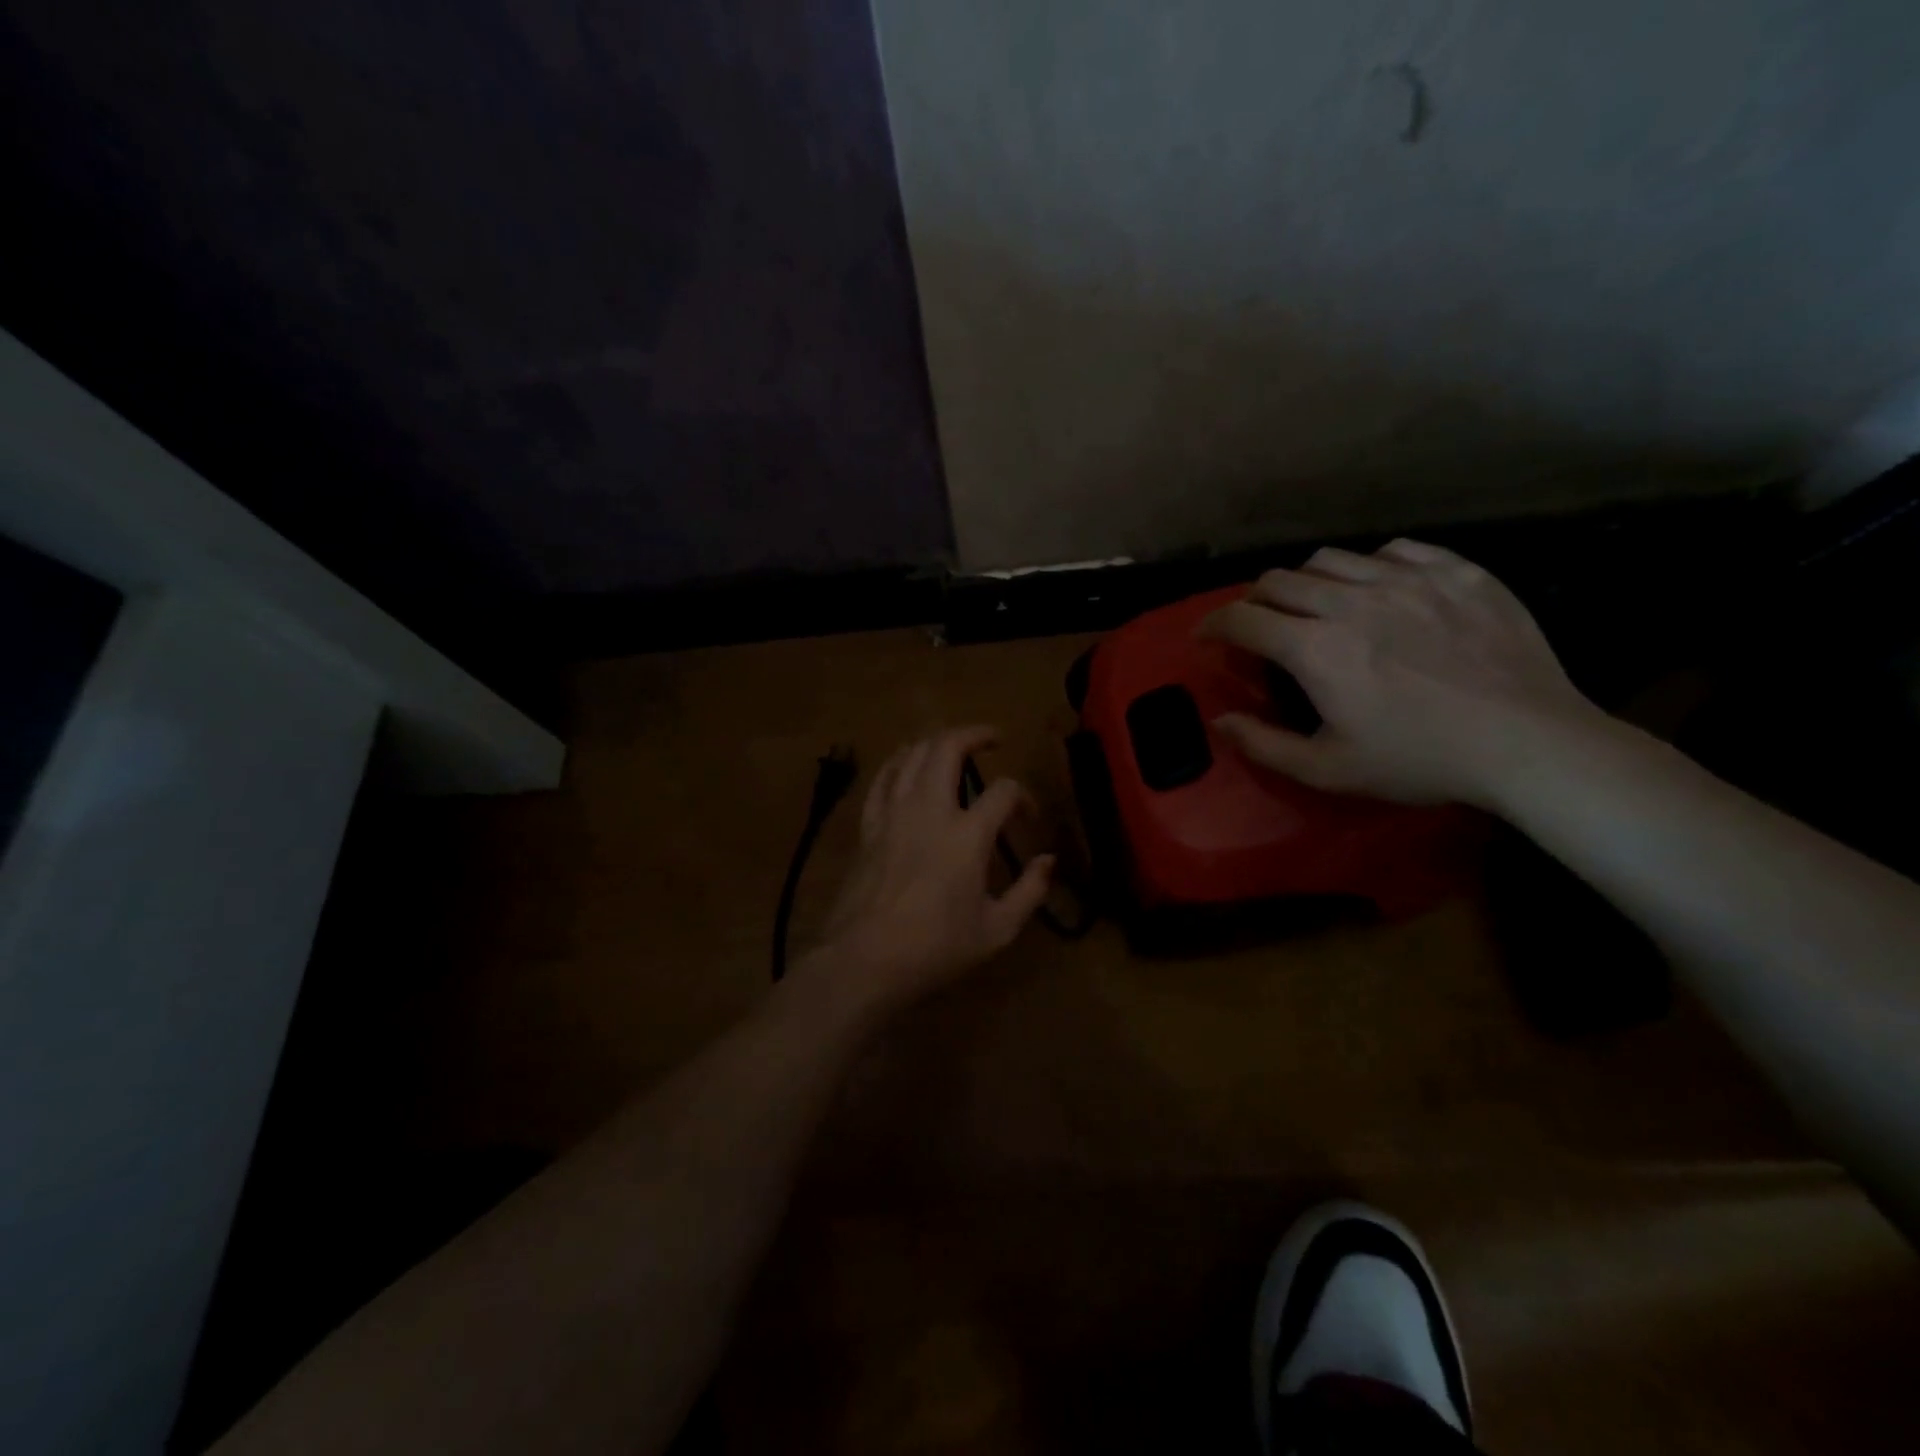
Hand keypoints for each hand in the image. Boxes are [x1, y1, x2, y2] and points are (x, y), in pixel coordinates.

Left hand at [810, 726, 1053, 1009]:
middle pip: (948, 747)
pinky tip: (906, 764)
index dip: (1023, 796)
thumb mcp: (997, 930)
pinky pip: (882, 778)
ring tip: (951, 745)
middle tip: (992, 737)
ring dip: (936, 740)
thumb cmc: (935, 949)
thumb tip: (1049, 861)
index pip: (1004, 791)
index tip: (1027, 816)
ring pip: (911, 754)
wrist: (864, 961)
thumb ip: (1030, 892)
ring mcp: (893, 813)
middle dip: (975, 734)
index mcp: (967, 835)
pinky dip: (898, 762)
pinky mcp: (868, 826)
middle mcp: (929, 810)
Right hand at [1200, 539, 1603, 806]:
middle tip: (1259, 625)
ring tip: (1315, 605)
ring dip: (1306, 582)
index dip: (1213, 624)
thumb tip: (1219, 720)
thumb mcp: (1328, 769)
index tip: (1206, 636)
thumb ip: (1263, 745)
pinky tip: (1379, 590)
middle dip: (1254, 601)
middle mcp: (1352, 601)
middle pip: (1279, 580)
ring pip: (1331, 559)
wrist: (1529, 744)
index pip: (1242, 618)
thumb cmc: (1419, 760)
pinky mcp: (1457, 572)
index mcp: (1316, 649)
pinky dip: (1370, 567)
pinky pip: (1395, 550)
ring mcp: (1408, 580)